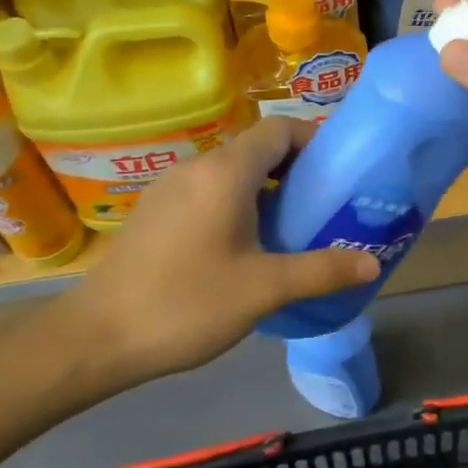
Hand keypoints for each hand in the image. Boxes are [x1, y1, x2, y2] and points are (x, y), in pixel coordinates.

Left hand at [39, 118, 379, 393]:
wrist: (95, 338)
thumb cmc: (185, 304)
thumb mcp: (264, 289)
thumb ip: (322, 271)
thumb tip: (373, 263)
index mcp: (225, 173)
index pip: (280, 129)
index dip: (315, 140)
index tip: (341, 171)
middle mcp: (197, 167)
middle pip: (258, 148)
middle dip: (297, 169)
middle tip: (327, 205)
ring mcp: (170, 188)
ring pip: (232, 172)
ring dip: (268, 189)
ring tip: (295, 227)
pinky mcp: (155, 212)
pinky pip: (209, 191)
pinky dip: (239, 203)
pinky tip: (248, 246)